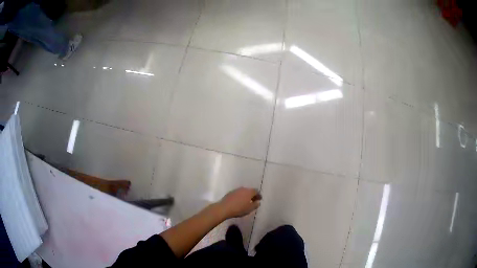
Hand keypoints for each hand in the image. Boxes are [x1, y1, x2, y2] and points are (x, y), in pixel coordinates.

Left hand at [218, 187, 261, 218]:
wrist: (224, 208)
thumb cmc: (239, 209)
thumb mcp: (249, 209)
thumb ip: (255, 205)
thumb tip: (258, 202)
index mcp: (249, 192)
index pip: (256, 191)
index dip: (258, 195)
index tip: (259, 199)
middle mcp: (243, 189)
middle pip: (249, 190)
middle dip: (252, 195)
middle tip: (253, 200)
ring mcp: (236, 190)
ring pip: (243, 192)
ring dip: (246, 195)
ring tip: (246, 201)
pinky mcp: (230, 193)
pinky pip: (237, 193)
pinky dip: (240, 196)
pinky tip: (239, 201)